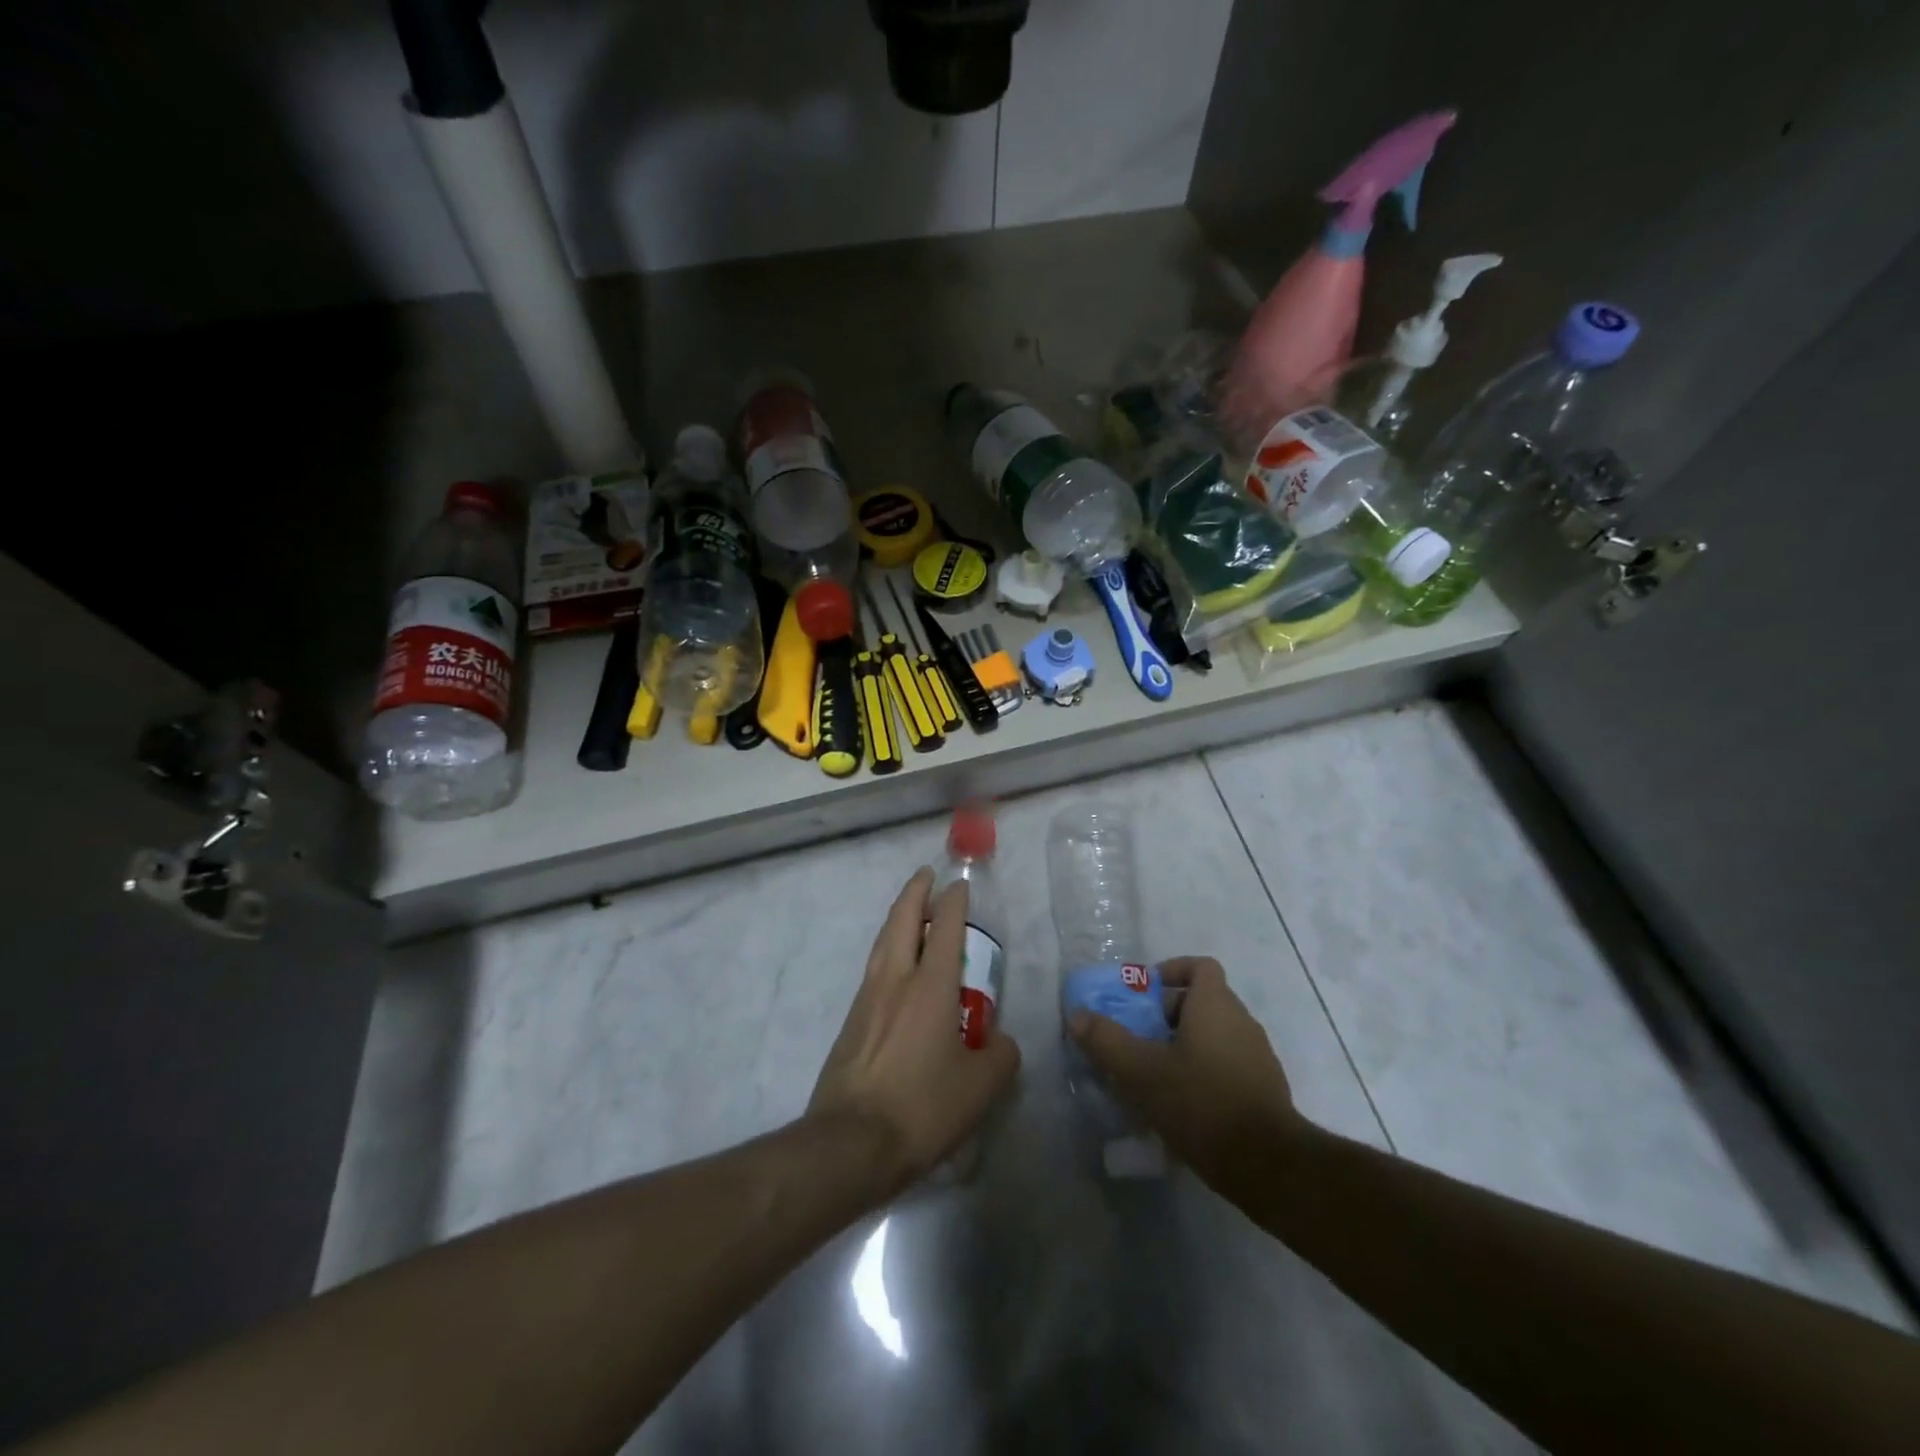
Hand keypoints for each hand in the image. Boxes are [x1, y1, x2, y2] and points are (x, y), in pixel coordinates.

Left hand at [809, 868, 1020, 1193]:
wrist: (851, 1142)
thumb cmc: (922, 1107)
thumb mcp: (980, 1088)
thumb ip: (1000, 1057)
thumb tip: (1002, 1043)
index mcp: (930, 986)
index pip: (945, 928)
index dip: (953, 902)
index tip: (958, 884)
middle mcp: (895, 981)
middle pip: (902, 920)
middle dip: (915, 892)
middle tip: (925, 875)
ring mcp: (867, 999)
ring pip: (882, 943)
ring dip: (897, 919)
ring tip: (909, 913)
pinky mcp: (851, 1023)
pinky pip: (873, 971)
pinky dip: (886, 952)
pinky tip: (894, 970)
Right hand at [1070, 956, 1304, 1199]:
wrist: (1267, 1166)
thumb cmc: (1201, 1102)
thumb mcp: (1141, 1071)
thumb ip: (1106, 1040)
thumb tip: (1076, 1016)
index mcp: (1216, 1005)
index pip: (1200, 966)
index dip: (1171, 971)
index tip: (1145, 994)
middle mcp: (1242, 1021)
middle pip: (1202, 1001)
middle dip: (1167, 1015)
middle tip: (1138, 1039)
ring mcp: (1258, 1057)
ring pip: (1214, 1036)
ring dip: (1184, 1046)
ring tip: (1154, 1075)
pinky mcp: (1264, 1090)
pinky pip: (1227, 1065)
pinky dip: (1203, 1073)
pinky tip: (1181, 1106)